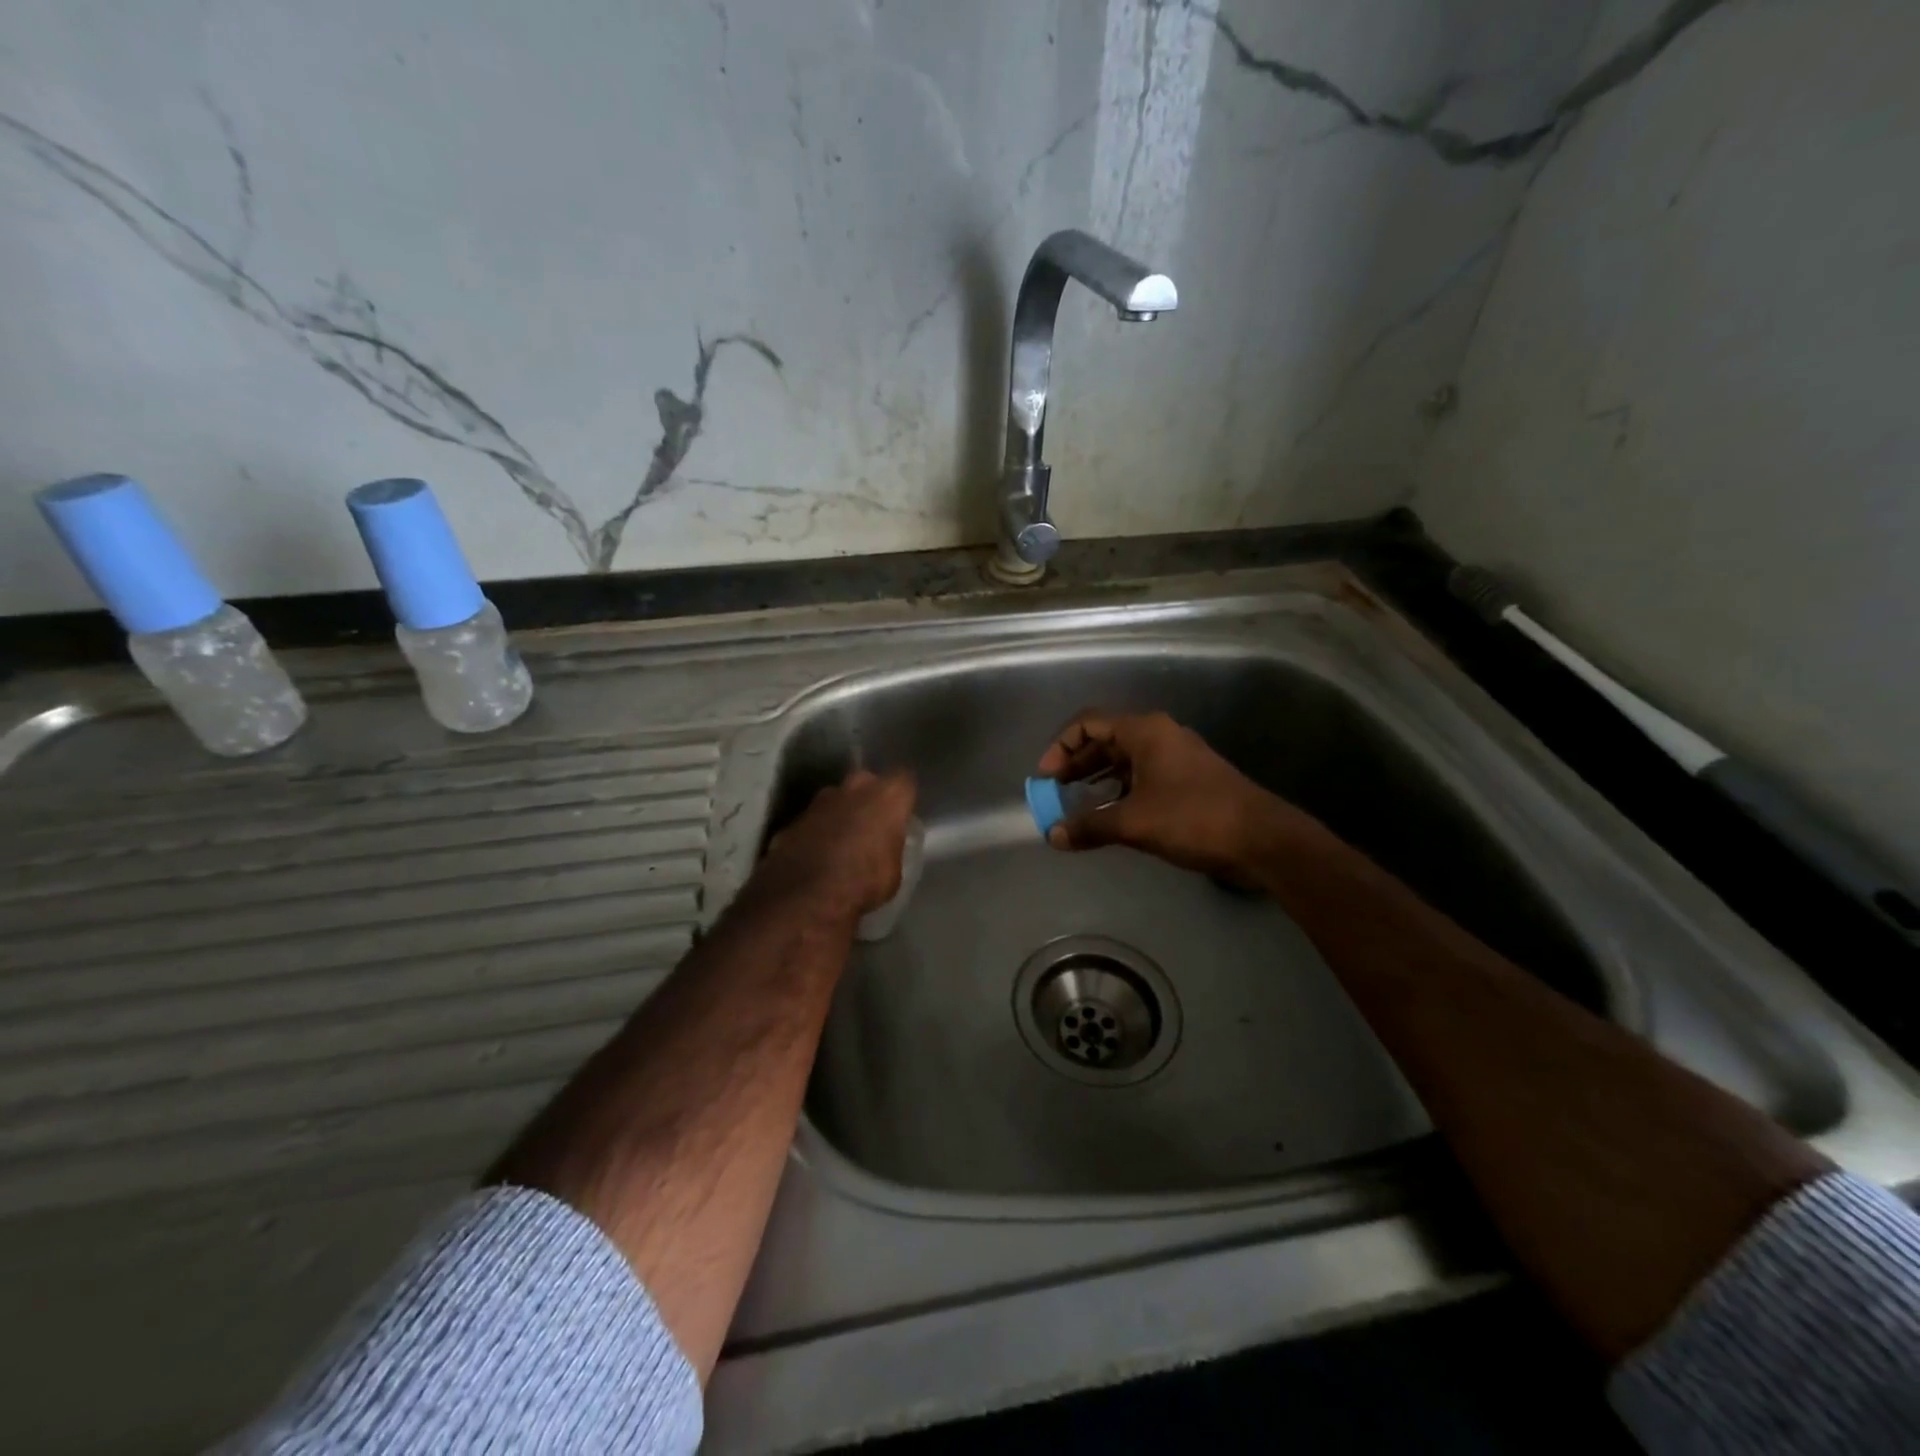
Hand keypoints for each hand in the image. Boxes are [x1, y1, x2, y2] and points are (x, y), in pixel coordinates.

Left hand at [757, 769, 917, 922]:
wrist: (806, 895)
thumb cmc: (864, 883)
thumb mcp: (894, 872)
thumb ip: (891, 848)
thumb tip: (885, 849)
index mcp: (886, 797)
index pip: (904, 779)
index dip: (903, 796)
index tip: (903, 813)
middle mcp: (853, 788)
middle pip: (866, 782)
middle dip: (869, 798)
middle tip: (871, 824)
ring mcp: (819, 801)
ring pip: (836, 799)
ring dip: (839, 814)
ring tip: (841, 842)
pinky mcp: (793, 819)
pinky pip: (813, 820)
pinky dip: (816, 832)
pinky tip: (816, 855)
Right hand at [1036, 711, 1300, 878]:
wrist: (1261, 839)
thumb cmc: (1193, 818)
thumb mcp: (1134, 822)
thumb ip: (1089, 826)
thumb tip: (1052, 835)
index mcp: (1145, 731)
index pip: (1088, 723)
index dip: (1060, 747)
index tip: (1045, 778)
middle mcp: (1159, 736)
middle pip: (1105, 740)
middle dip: (1076, 765)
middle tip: (1054, 792)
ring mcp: (1175, 757)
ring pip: (1124, 760)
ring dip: (1096, 780)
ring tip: (1076, 805)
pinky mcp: (1187, 781)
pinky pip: (1141, 776)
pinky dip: (1119, 791)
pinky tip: (1109, 815)